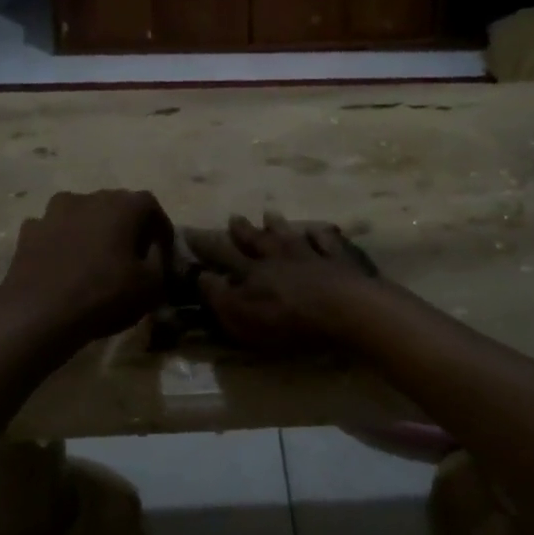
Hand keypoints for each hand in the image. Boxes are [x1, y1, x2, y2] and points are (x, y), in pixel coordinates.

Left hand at [0, 190, 173, 345]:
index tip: (163, 249)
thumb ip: (159, 260)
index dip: (160, 227)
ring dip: (91, 229)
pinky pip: (53, 230)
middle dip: (126, 226)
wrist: (38, 314)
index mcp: (122, 206)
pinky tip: (64, 264)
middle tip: (132, 253)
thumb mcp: (151, 285)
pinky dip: (62, 241)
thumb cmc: (103, 296)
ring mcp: (53, 212)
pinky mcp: (28, 231)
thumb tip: (154, 250)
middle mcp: (88, 198)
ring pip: (81, 213)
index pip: (150, 205)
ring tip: (95, 256)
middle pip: (115, 205)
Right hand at [187, 212, 380, 352]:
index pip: (223, 255)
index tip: (189, 231)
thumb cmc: (289, 321)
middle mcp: (279, 257)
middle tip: (234, 217)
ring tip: (269, 214)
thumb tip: (201, 276)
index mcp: (253, 273)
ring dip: (278, 226)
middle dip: (243, 230)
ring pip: (290, 235)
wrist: (344, 309)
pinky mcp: (339, 261)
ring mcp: (310, 255)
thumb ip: (220, 297)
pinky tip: (318, 229)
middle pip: (258, 240)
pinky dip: (321, 235)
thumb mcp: (243, 318)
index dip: (206, 245)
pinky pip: (327, 242)